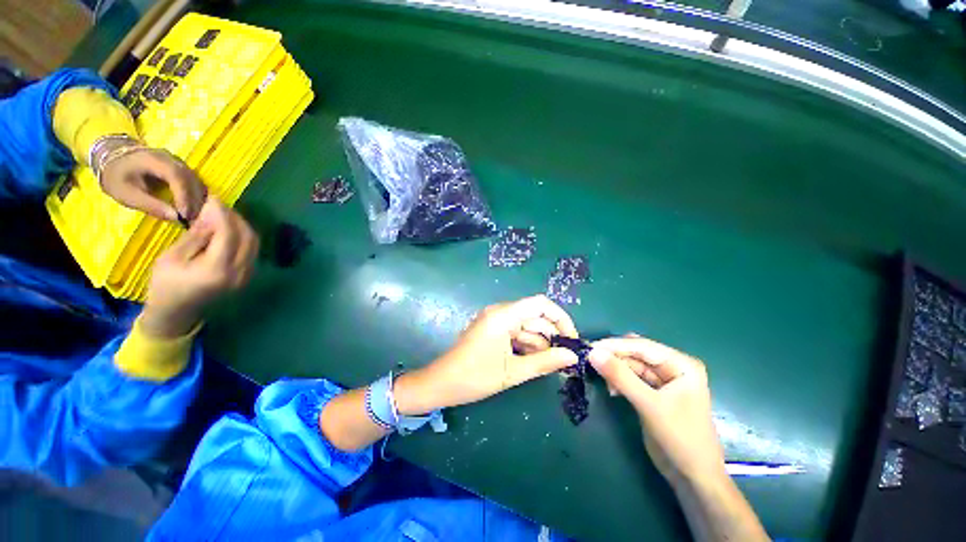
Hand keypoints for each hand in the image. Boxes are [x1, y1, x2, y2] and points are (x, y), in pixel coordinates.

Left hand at [100, 147, 207, 222]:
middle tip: (193, 219)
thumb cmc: (117, 176)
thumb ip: (149, 205)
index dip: (184, 197)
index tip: (185, 215)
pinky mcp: (182, 168)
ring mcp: (179, 162)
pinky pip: (195, 181)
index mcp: (154, 160)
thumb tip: (175, 217)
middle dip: (194, 200)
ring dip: (198, 198)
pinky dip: (197, 194)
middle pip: (191, 179)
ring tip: (195, 215)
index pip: (177, 177)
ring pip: (196, 180)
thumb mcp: (125, 193)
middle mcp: (171, 158)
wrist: (113, 157)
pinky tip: (194, 207)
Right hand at [141, 198, 258, 338]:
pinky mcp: (249, 275)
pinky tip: (228, 229)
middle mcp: (240, 272)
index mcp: (218, 270)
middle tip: (216, 205)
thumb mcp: (171, 258)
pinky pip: (252, 250)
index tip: (213, 197)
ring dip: (241, 225)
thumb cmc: (166, 286)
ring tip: (221, 215)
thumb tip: (211, 215)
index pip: (229, 234)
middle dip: (234, 217)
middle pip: (248, 236)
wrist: (178, 314)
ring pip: (254, 243)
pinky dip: (243, 236)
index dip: (222, 213)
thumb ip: (196, 236)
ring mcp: (248, 275)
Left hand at [395, 295, 579, 414]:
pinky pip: (516, 333)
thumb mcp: (512, 372)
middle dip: (551, 337)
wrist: (441, 384)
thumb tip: (572, 356)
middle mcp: (500, 312)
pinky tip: (533, 362)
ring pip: (526, 327)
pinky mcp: (492, 330)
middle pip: (535, 317)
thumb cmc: (474, 377)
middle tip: (566, 361)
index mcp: (503, 315)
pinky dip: (527, 345)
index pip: (540, 304)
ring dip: (539, 344)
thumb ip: (545, 362)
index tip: (572, 339)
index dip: (560, 318)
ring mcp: (495, 320)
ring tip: (551, 366)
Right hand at [588, 336, 724, 488]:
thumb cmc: (680, 437)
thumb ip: (621, 376)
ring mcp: (663, 381)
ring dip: (615, 370)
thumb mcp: (650, 405)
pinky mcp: (653, 393)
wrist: (693, 477)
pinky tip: (611, 390)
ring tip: (600, 378)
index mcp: (681, 364)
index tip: (589, 346)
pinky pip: (631, 378)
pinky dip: (619, 381)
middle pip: (636, 354)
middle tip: (589, 361)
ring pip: (632, 366)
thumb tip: (592, 353)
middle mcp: (673, 367)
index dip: (615, 345)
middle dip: (614, 357)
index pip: (643, 347)